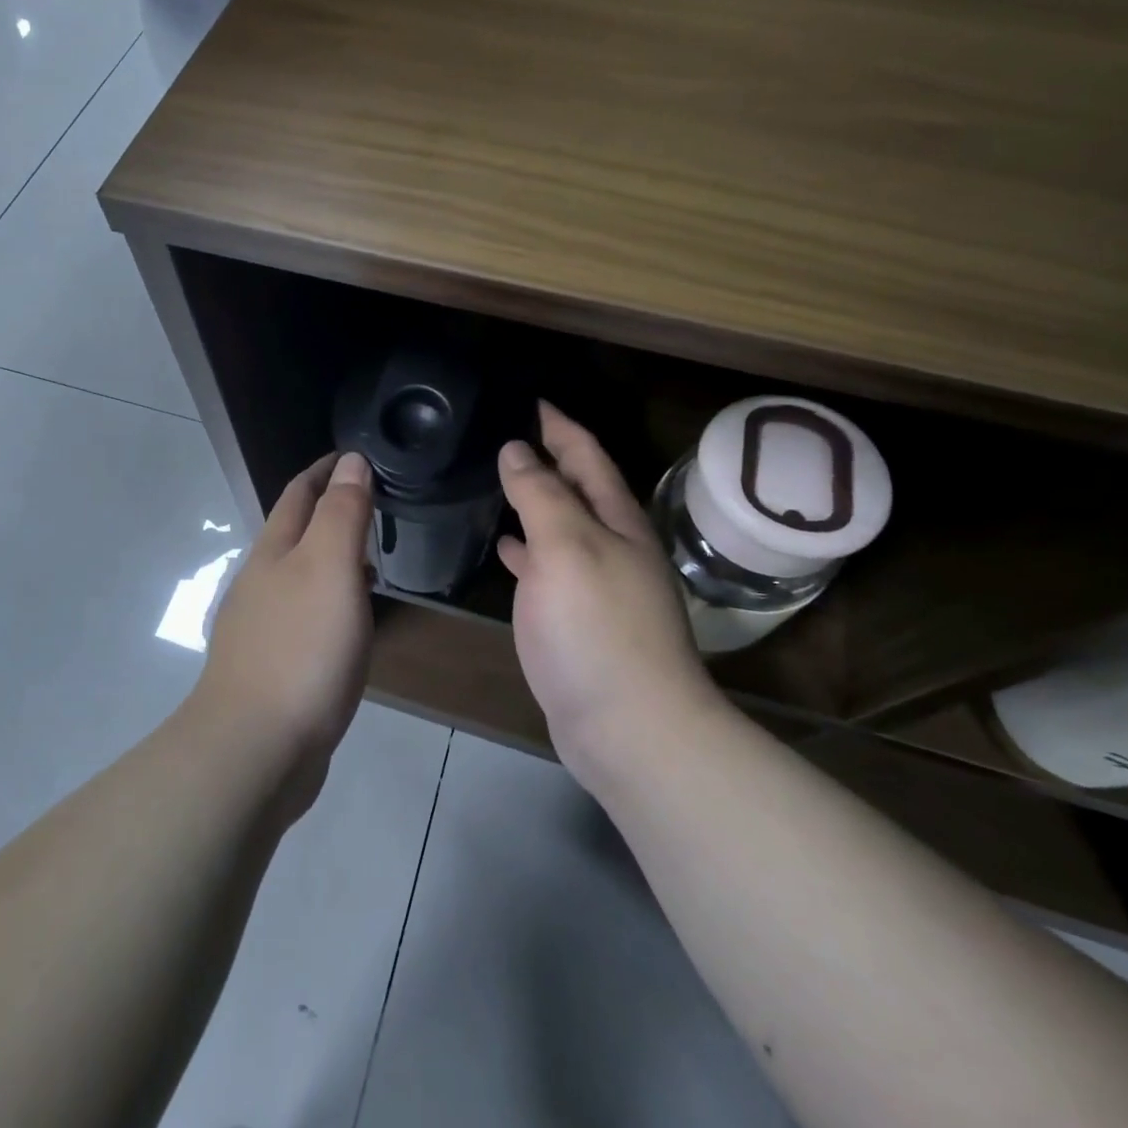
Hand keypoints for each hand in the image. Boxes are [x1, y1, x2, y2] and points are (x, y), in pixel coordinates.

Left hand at [194, 451, 376, 817]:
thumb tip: (351, 461)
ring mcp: (260, 627)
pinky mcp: (270, 667)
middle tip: (371, 504)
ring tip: (366, 557)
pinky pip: (304, 616)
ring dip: (328, 558)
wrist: (254, 749)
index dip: (326, 470)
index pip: (299, 493)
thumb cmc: (300, 648)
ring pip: (299, 576)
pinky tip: (345, 621)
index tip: (356, 455)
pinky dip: (328, 601)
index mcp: (273, 552)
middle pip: (294, 532)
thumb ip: (342, 513)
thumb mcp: (330, 568)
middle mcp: (260, 582)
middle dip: (327, 511)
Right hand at [498, 402, 723, 783]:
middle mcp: (612, 546)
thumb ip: (541, 494)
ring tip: (498, 481)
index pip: (587, 456)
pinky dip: (527, 549)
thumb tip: (517, 449)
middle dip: (549, 458)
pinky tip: (504, 548)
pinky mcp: (578, 620)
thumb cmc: (597, 627)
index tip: (532, 399)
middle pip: (578, 489)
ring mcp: (596, 585)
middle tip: (507, 435)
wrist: (629, 727)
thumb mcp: (566, 546)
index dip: (560, 426)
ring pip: (562, 527)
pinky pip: (549, 567)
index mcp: (616, 521)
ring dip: (536, 502)